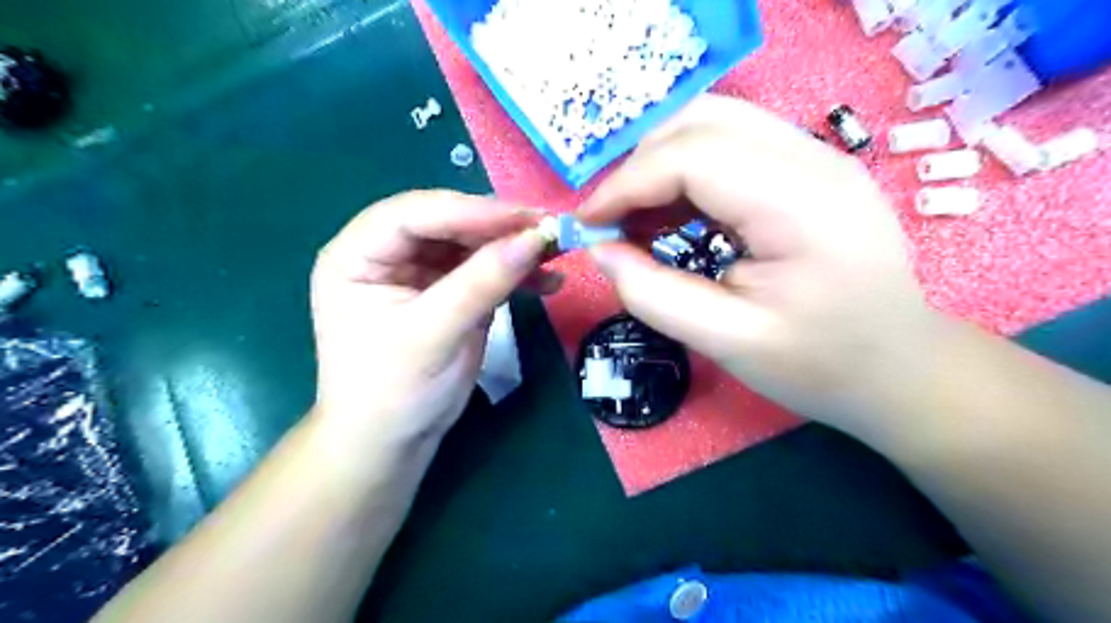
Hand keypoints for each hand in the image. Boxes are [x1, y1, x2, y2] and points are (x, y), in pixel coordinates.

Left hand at [308, 189, 552, 452]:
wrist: (394, 440)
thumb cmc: (393, 390)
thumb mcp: (433, 334)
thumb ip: (482, 282)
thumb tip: (535, 239)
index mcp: (358, 254)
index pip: (413, 214)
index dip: (469, 210)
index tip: (524, 218)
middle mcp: (389, 253)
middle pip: (448, 222)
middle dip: (499, 226)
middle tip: (549, 229)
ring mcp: (423, 271)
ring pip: (473, 243)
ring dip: (515, 247)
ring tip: (557, 251)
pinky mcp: (452, 291)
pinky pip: (488, 270)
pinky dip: (518, 274)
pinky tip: (548, 281)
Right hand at [577, 97, 940, 438]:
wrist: (899, 369)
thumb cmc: (819, 365)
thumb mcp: (727, 343)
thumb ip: (653, 295)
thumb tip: (599, 251)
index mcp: (801, 205)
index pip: (692, 156)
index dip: (627, 185)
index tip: (587, 225)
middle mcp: (814, 160)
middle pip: (703, 121)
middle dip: (640, 166)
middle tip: (612, 221)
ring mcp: (818, 157)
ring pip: (716, 123)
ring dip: (662, 164)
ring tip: (638, 219)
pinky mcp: (811, 169)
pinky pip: (733, 145)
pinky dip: (689, 173)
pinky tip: (674, 215)